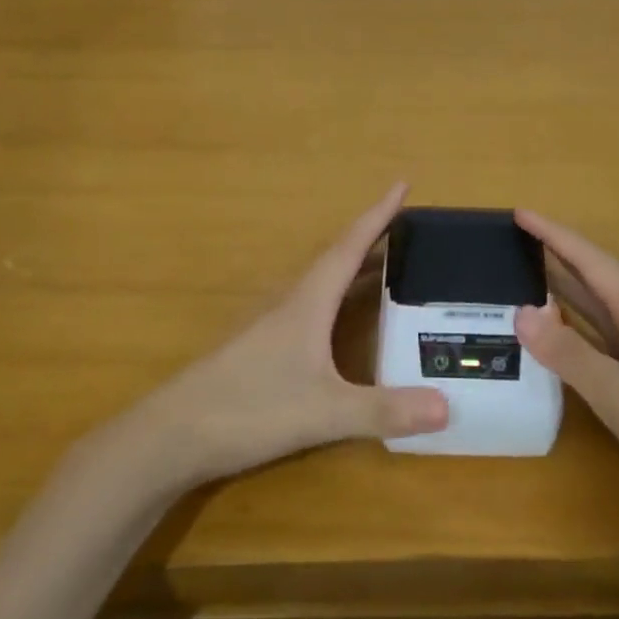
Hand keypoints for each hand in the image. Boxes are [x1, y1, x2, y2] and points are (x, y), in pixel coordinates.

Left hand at [114, 184, 448, 490]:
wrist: (171, 435)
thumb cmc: (248, 408)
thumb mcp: (322, 411)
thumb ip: (383, 409)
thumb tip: (448, 407)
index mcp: (308, 302)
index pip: (350, 246)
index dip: (378, 215)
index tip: (403, 183)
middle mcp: (290, 303)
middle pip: (338, 259)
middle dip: (373, 239)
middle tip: (408, 229)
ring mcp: (272, 327)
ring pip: (322, 284)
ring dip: (354, 268)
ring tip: (386, 267)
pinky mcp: (261, 350)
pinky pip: (311, 309)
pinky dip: (338, 300)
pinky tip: (343, 323)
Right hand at [513, 210, 618, 518]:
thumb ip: (568, 353)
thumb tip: (519, 311)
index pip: (589, 260)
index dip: (552, 235)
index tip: (518, 212)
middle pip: (591, 277)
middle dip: (553, 254)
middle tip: (508, 241)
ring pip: (595, 307)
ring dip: (560, 289)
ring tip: (520, 275)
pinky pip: (599, 335)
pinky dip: (571, 326)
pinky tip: (553, 332)